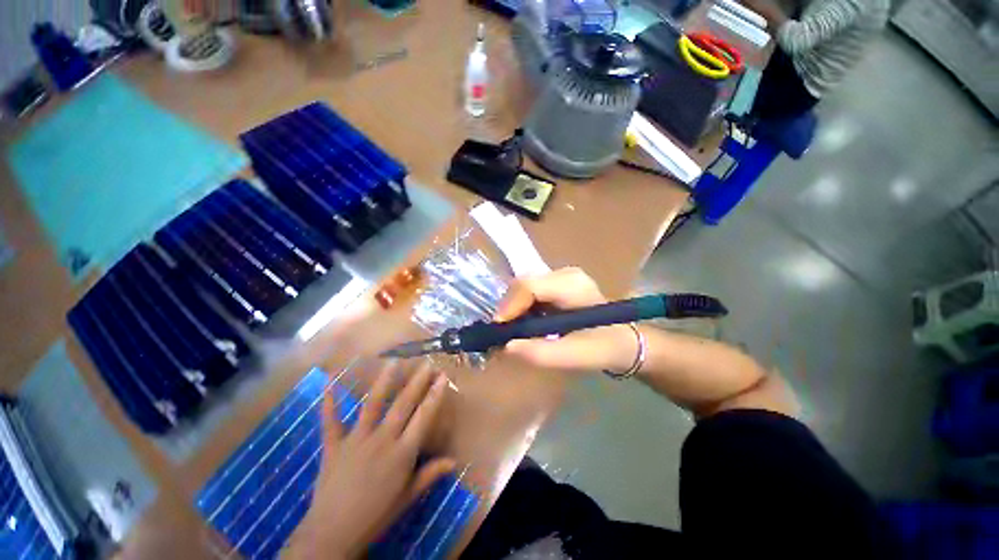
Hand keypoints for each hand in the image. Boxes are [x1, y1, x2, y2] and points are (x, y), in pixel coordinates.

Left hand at [286, 364, 454, 558]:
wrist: (333, 535)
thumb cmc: (376, 515)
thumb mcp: (408, 497)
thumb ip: (430, 475)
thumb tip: (454, 461)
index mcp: (402, 453)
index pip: (423, 417)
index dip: (435, 395)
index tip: (442, 377)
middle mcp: (382, 439)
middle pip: (403, 405)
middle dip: (417, 382)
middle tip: (426, 363)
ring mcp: (356, 440)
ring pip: (373, 405)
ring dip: (384, 382)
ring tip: (393, 362)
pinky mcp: (333, 445)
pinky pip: (330, 421)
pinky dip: (329, 403)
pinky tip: (328, 383)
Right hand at [494, 267, 638, 373]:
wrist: (624, 340)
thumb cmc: (605, 347)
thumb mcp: (577, 356)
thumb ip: (542, 353)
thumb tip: (506, 346)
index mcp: (573, 285)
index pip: (530, 286)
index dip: (509, 307)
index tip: (499, 331)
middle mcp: (564, 274)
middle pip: (523, 284)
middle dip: (509, 309)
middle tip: (503, 335)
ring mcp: (560, 277)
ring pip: (523, 288)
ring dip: (514, 310)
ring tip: (512, 333)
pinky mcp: (556, 284)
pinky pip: (530, 292)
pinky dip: (521, 309)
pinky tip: (524, 325)